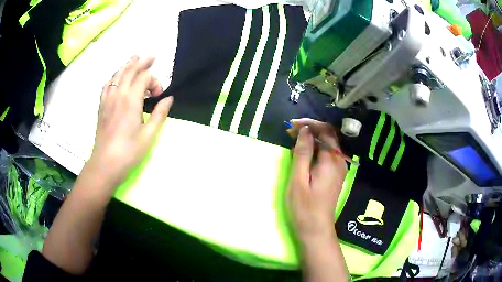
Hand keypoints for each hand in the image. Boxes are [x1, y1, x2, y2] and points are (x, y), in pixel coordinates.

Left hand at [87, 55, 172, 187]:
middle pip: (130, 71)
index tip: (159, 95)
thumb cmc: (129, 152)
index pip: (144, 78)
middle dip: (142, 62)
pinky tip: (117, 77)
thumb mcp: (149, 135)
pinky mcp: (102, 106)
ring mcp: (108, 99)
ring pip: (117, 75)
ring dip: (127, 65)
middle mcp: (118, 95)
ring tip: (135, 58)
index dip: (155, 81)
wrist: (105, 164)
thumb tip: (169, 98)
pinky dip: (114, 76)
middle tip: (152, 56)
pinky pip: (107, 84)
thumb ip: (159, 114)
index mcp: (131, 100)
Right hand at [287, 119, 347, 242]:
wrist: (316, 229)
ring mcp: (339, 168)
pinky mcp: (335, 175)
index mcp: (332, 160)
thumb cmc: (304, 207)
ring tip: (293, 141)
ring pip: (327, 145)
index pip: (325, 131)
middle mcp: (340, 161)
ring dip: (312, 139)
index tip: (291, 125)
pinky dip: (315, 149)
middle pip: (328, 136)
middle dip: (310, 130)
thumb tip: (305, 130)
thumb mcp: (299, 179)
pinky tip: (303, 154)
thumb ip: (303, 152)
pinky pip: (327, 155)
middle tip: (289, 132)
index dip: (309, 124)